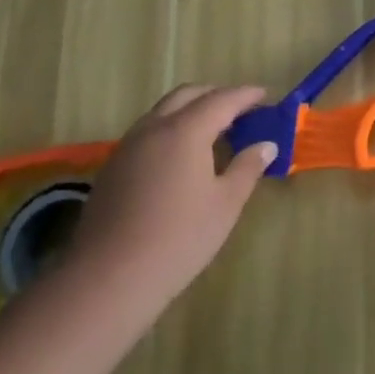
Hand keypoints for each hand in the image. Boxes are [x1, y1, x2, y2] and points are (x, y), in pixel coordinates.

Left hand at [64, 84, 277, 325]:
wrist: (108, 278)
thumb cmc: (179, 238)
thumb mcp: (225, 204)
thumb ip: (247, 168)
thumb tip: (266, 146)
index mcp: (186, 130)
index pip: (222, 100)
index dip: (246, 95)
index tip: (266, 95)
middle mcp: (154, 128)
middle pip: (187, 95)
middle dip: (215, 95)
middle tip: (240, 110)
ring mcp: (128, 147)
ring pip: (162, 111)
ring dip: (190, 110)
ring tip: (213, 131)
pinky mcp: (112, 168)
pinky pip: (147, 132)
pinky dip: (170, 129)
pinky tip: (181, 157)